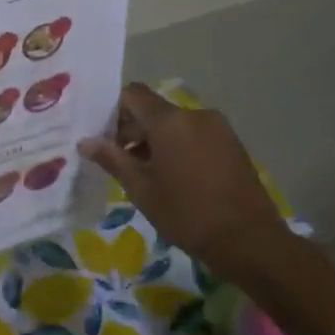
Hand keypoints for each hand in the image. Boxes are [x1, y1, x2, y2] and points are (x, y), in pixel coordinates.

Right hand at [79, 84, 298, 282]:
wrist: (249, 240)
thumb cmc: (187, 214)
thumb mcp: (141, 189)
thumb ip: (112, 159)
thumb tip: (85, 142)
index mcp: (169, 121)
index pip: (133, 94)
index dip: (113, 111)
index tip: (104, 139)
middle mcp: (195, 114)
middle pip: (154, 110)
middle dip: (133, 130)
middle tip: (121, 163)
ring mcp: (218, 128)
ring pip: (175, 124)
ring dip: (156, 141)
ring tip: (148, 174)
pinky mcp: (232, 144)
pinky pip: (195, 134)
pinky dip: (178, 146)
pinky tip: (175, 178)